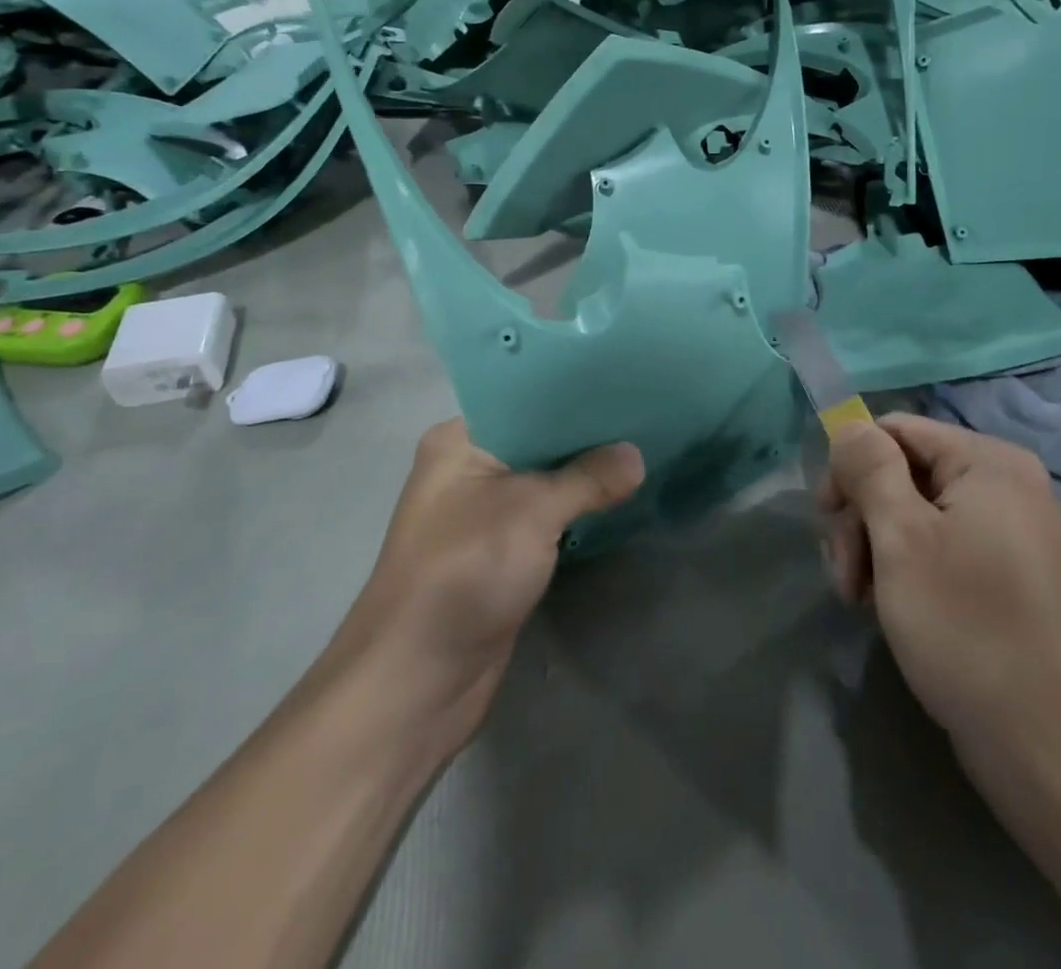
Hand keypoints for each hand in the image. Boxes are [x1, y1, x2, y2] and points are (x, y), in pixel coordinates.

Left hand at [343, 418, 643, 752]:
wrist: (417, 680)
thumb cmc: (465, 571)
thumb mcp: (532, 511)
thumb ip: (588, 477)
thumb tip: (637, 456)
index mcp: (459, 441)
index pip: (524, 398)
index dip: (573, 391)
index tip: (623, 380)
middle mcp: (467, 469)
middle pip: (538, 438)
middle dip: (587, 434)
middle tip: (643, 414)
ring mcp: (482, 514)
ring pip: (544, 479)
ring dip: (585, 473)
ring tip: (641, 446)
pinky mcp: (498, 552)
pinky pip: (546, 516)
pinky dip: (576, 508)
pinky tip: (617, 495)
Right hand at [818, 414, 1060, 748]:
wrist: (1042, 744)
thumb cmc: (964, 626)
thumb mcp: (900, 537)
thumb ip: (869, 467)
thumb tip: (848, 424)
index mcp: (989, 461)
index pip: (896, 430)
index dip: (851, 466)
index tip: (826, 518)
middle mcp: (1007, 483)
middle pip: (904, 471)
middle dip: (862, 517)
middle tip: (843, 576)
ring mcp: (1012, 529)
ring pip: (916, 511)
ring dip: (876, 547)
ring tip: (859, 599)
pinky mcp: (1008, 572)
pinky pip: (942, 544)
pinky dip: (906, 566)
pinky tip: (889, 605)